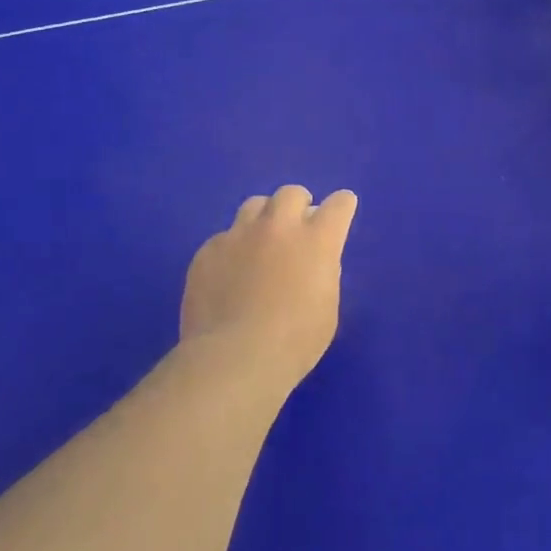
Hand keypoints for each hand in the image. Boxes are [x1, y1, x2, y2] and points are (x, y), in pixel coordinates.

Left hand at [180, 185, 357, 388]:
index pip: (338, 205)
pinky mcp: (208, 250)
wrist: (234, 357)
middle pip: (291, 194)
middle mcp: (278, 227)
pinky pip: (225, 237)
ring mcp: (239, 235)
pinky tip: (230, 273)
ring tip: (262, 241)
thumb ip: (322, 273)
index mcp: (316, 241)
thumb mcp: (326, 308)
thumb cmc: (294, 342)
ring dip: (264, 218)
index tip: (341, 210)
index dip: (342, 206)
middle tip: (298, 226)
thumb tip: (310, 262)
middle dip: (299, 204)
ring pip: (254, 205)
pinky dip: (234, 248)